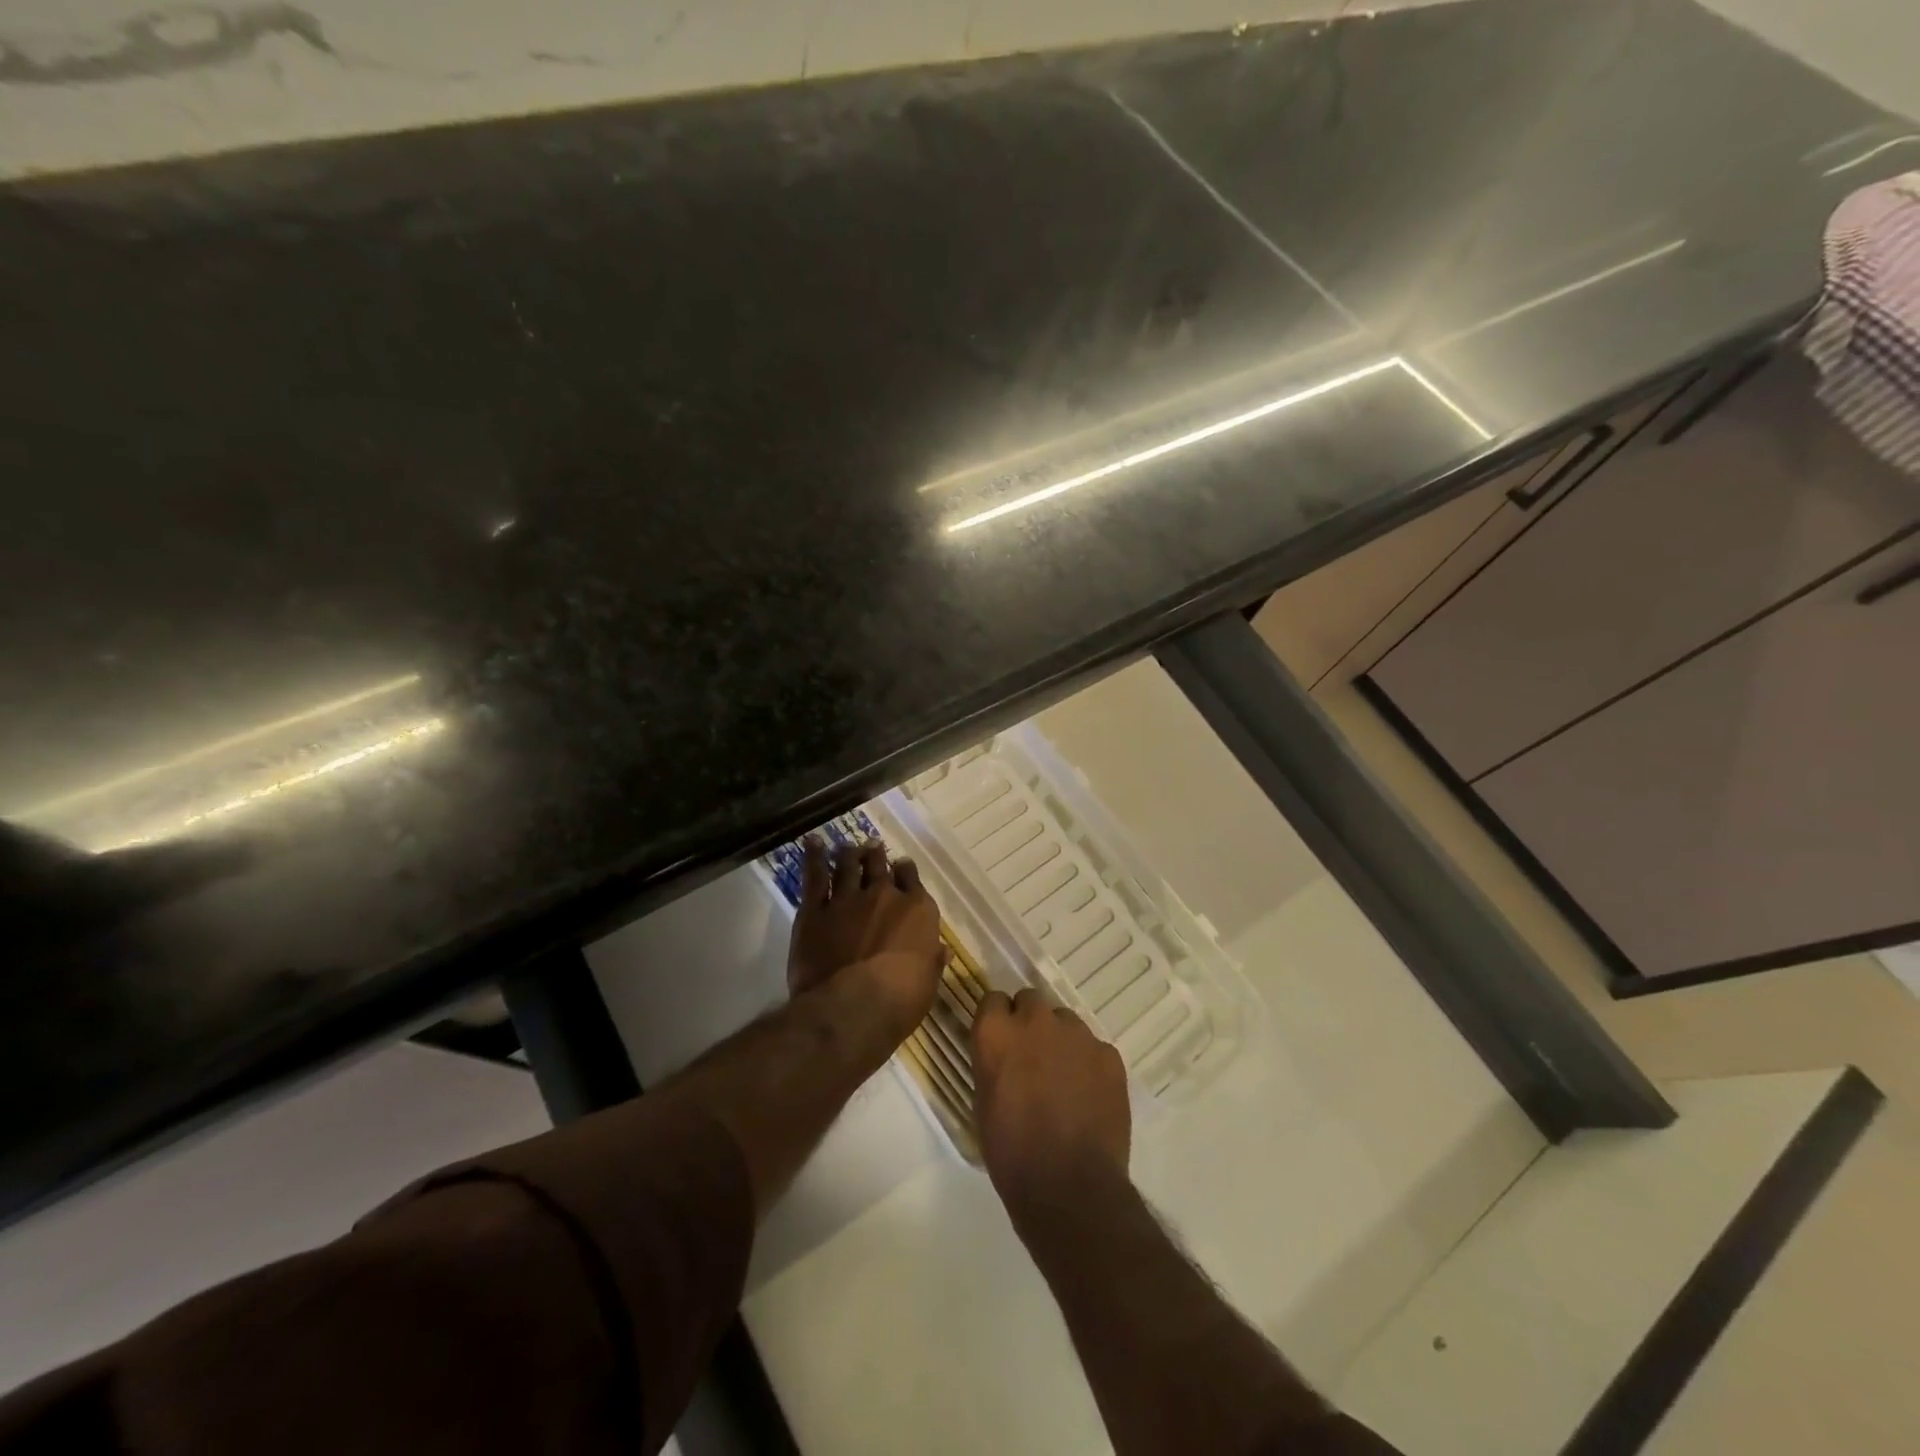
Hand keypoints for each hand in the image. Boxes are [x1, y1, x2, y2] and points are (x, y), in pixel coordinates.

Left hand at [787, 838, 944, 1043]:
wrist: (851, 1009)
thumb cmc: (900, 1002)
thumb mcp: (928, 983)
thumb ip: (932, 960)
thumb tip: (942, 950)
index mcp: (917, 910)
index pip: (912, 879)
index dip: (905, 871)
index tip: (901, 867)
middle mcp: (884, 895)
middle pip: (879, 865)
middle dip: (876, 855)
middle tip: (872, 848)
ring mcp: (848, 899)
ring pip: (848, 864)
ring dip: (849, 853)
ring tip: (848, 847)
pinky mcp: (815, 910)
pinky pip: (815, 876)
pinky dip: (814, 856)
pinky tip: (813, 843)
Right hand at [972, 987, 1130, 1218]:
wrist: (1069, 1187)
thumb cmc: (1011, 1152)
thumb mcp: (984, 1101)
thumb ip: (993, 1062)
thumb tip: (1005, 1055)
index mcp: (996, 1032)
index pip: (993, 1000)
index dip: (998, 1021)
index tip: (1001, 1042)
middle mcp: (1035, 1020)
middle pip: (1031, 1001)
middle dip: (1029, 1023)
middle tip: (1032, 1058)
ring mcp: (1076, 1034)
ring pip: (1065, 1021)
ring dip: (1061, 1041)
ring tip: (1064, 1079)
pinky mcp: (1108, 1054)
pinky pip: (1094, 1048)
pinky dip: (1090, 1064)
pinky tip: (1089, 1095)